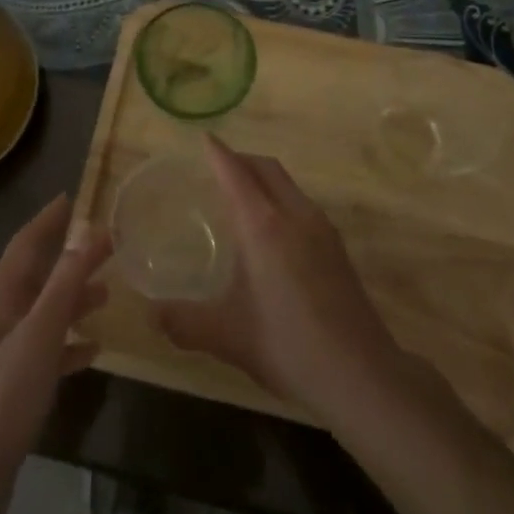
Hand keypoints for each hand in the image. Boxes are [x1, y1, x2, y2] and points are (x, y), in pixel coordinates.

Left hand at [0, 194, 109, 513]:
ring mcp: (1, 357)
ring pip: (43, 314)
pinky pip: (45, 353)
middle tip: (107, 245)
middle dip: (69, 259)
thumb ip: (64, 285)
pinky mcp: (9, 391)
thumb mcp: (37, 337)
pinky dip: (68, 346)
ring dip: (72, 300)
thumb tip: (88, 232)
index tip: (72, 197)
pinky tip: (93, 351)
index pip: (24, 244)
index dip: (47, 220)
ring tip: (107, 293)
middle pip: (37, 277)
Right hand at [155, 136, 407, 425]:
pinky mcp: (337, 247)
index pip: (236, 173)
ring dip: (264, 178)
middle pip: (266, 168)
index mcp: (264, 225)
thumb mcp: (227, 336)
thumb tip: (152, 316)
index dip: (218, 153)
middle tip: (217, 167)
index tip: (204, 138)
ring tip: (241, 197)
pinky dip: (281, 199)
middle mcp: (294, 214)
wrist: (361, 374)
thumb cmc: (288, 345)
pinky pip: (302, 204)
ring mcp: (322, 228)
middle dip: (241, 159)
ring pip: (288, 184)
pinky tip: (273, 233)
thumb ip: (184, 322)